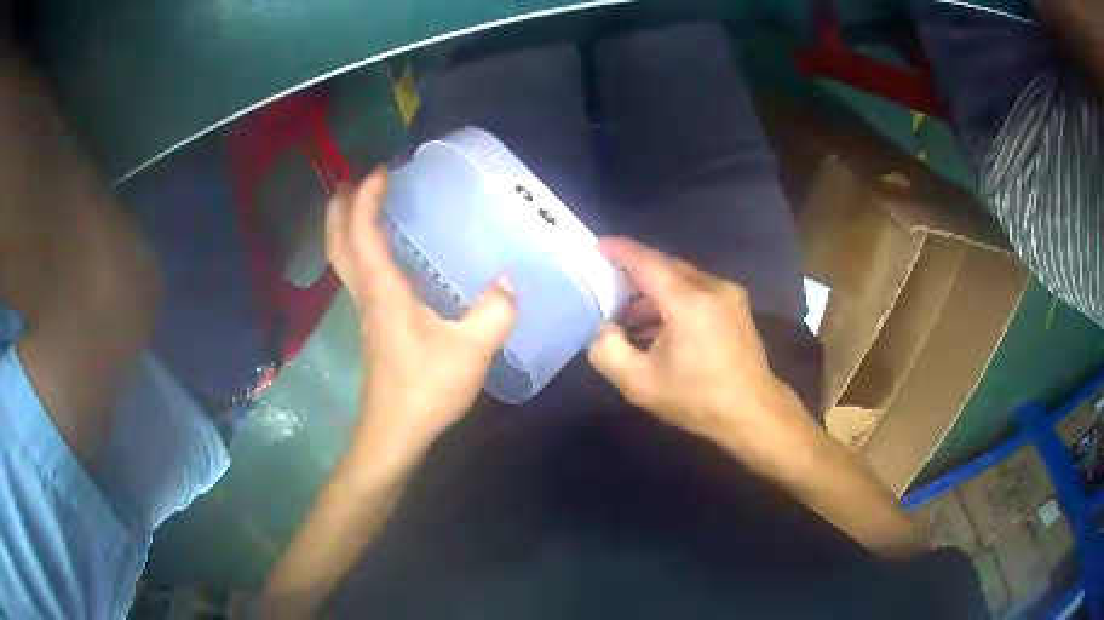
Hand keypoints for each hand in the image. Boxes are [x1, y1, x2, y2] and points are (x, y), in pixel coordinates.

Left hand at [325, 168, 516, 475]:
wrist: (395, 433)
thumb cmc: (425, 389)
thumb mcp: (471, 350)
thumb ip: (493, 312)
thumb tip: (508, 283)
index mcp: (383, 291)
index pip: (364, 233)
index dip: (367, 198)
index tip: (382, 170)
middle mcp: (367, 296)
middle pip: (339, 244)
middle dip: (340, 209)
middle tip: (353, 182)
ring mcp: (366, 313)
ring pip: (344, 261)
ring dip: (347, 229)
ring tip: (363, 207)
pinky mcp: (373, 328)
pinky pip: (358, 276)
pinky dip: (361, 252)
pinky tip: (385, 256)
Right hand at [588, 237, 810, 469]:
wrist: (753, 413)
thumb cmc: (696, 399)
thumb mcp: (639, 384)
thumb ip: (607, 351)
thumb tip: (605, 328)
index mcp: (687, 302)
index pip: (647, 262)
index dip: (620, 250)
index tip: (597, 245)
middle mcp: (711, 287)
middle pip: (665, 266)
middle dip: (635, 273)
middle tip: (607, 286)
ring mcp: (729, 295)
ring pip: (682, 278)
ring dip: (654, 290)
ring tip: (629, 317)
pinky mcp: (736, 306)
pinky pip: (698, 290)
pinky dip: (674, 298)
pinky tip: (660, 325)